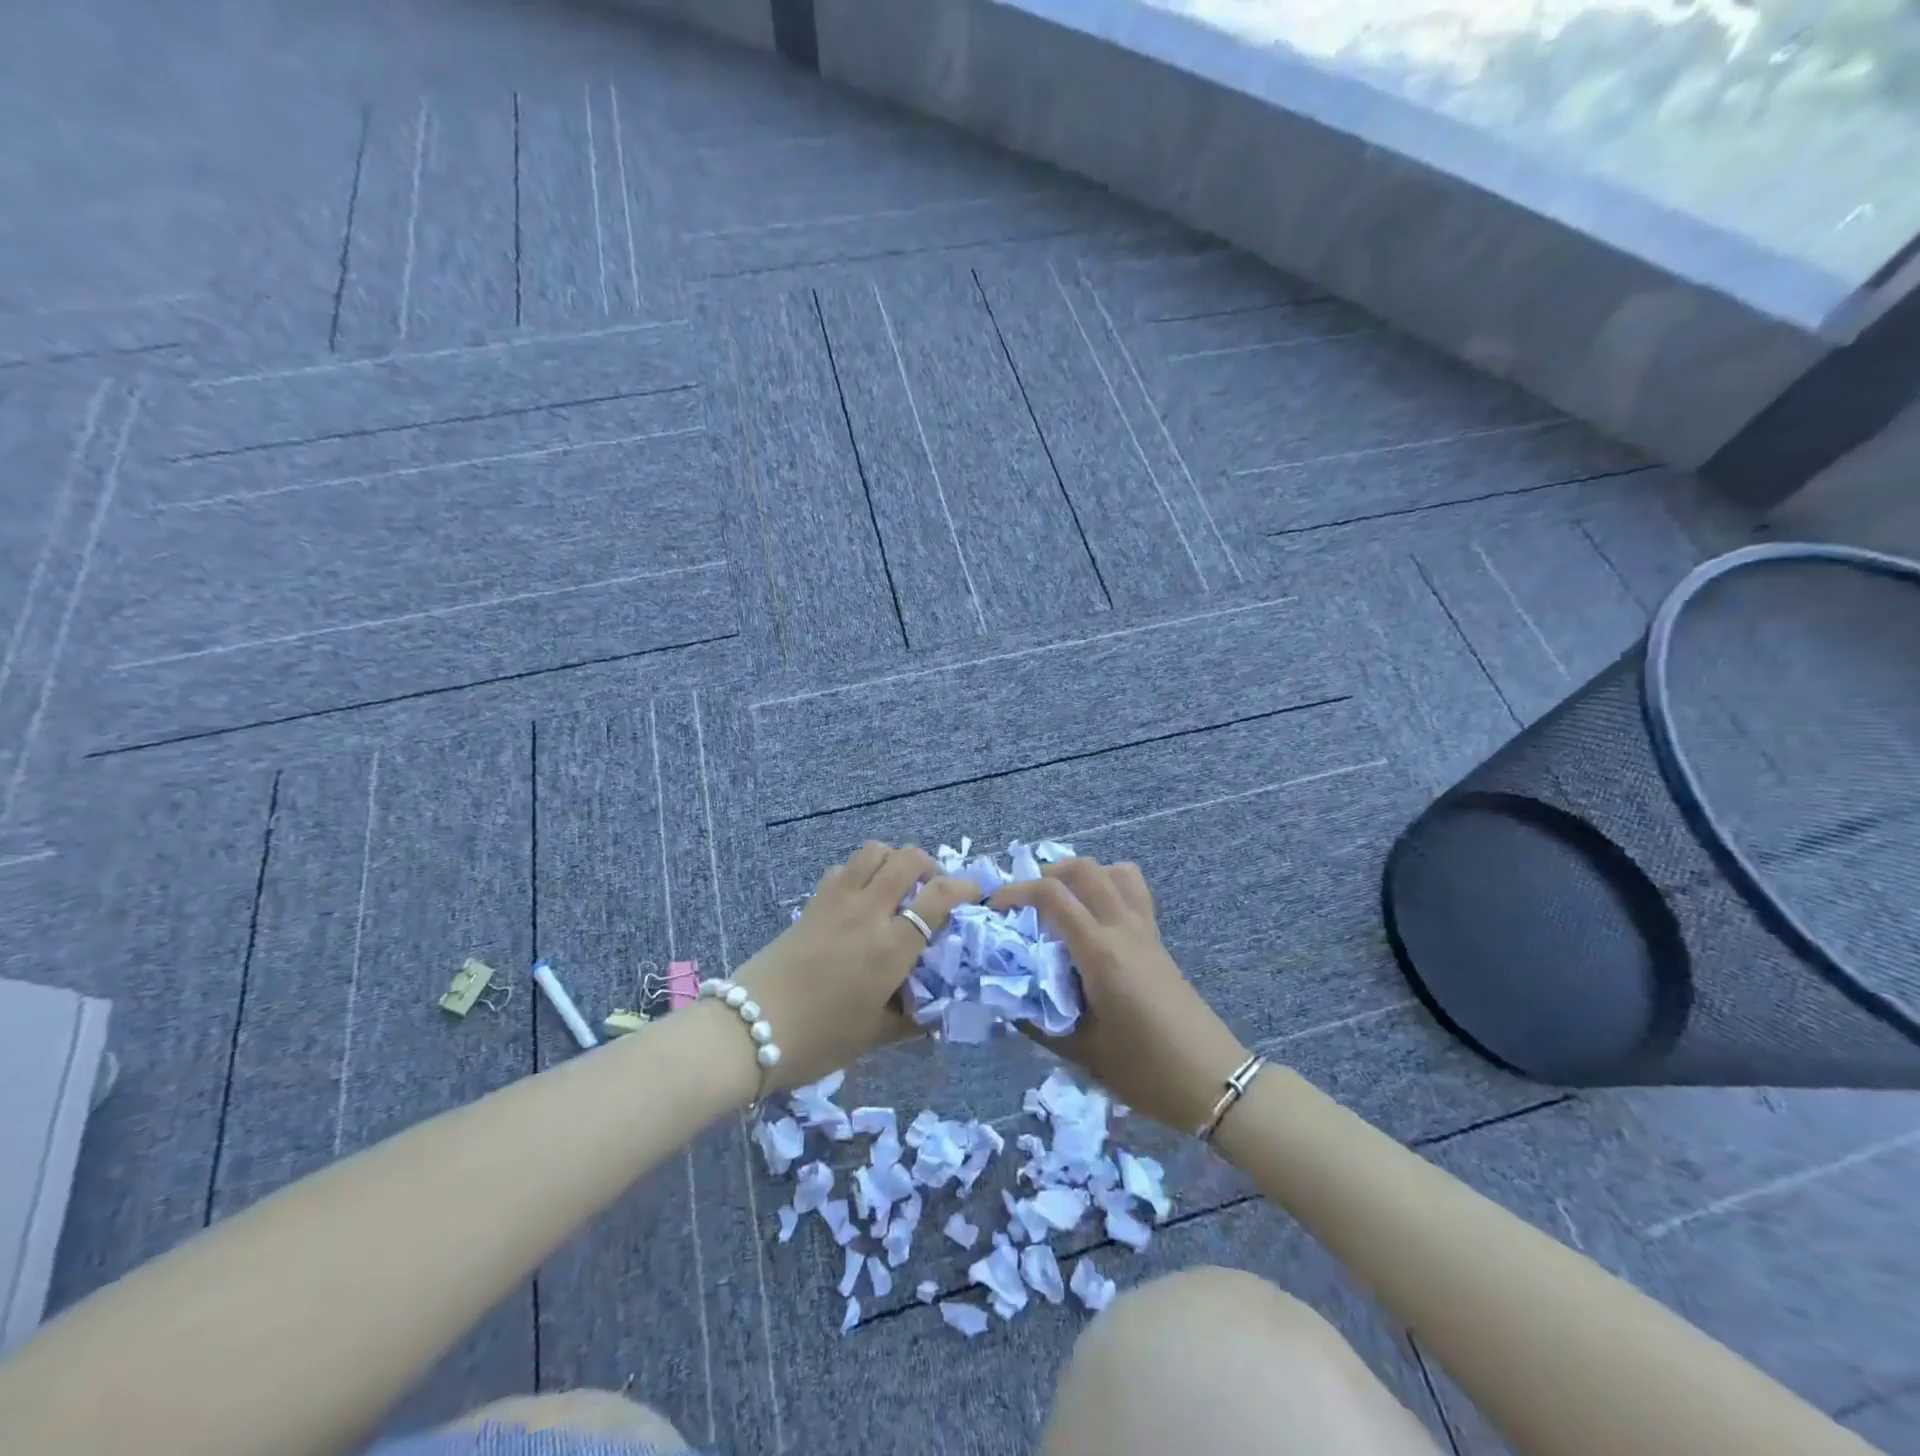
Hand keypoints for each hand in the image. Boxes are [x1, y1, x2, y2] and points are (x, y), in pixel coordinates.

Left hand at [733, 842, 981, 1091]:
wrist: (750, 1030)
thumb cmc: (819, 1039)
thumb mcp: (874, 1035)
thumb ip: (912, 1018)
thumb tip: (938, 1012)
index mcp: (891, 946)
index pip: (939, 895)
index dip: (965, 887)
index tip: (976, 894)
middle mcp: (868, 912)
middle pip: (908, 858)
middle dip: (931, 865)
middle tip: (933, 889)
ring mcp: (837, 901)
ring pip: (874, 851)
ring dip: (894, 860)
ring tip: (897, 886)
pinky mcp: (812, 902)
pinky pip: (843, 868)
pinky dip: (860, 872)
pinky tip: (859, 899)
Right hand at [990, 858, 1247, 1134]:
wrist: (1212, 1081)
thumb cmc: (1146, 1071)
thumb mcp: (1083, 1052)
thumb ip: (1039, 1022)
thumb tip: (1005, 1000)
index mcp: (1101, 953)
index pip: (1053, 896)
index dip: (1016, 892)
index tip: (993, 908)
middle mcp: (1124, 929)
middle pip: (1084, 869)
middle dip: (1046, 874)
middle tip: (1024, 902)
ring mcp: (1146, 931)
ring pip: (1114, 872)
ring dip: (1081, 875)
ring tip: (1060, 902)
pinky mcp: (1158, 940)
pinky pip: (1133, 891)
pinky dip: (1107, 886)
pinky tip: (1093, 920)